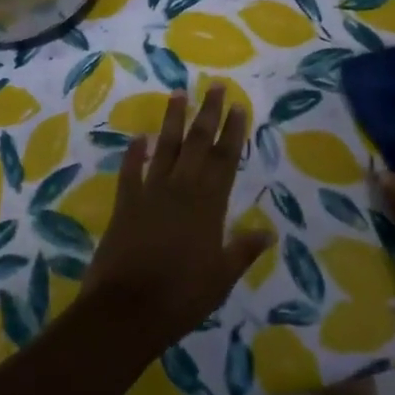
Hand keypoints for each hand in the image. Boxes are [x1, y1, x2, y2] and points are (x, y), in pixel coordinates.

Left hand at [82, 85, 272, 350]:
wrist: (127, 309)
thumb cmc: (182, 296)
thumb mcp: (221, 277)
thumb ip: (243, 249)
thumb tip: (269, 231)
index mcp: (208, 204)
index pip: (225, 158)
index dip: (233, 131)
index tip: (238, 105)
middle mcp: (181, 189)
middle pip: (198, 143)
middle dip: (208, 112)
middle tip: (215, 85)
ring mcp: (150, 193)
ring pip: (165, 147)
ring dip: (173, 120)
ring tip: (178, 93)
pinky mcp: (125, 203)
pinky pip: (130, 171)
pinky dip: (134, 153)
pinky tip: (138, 137)